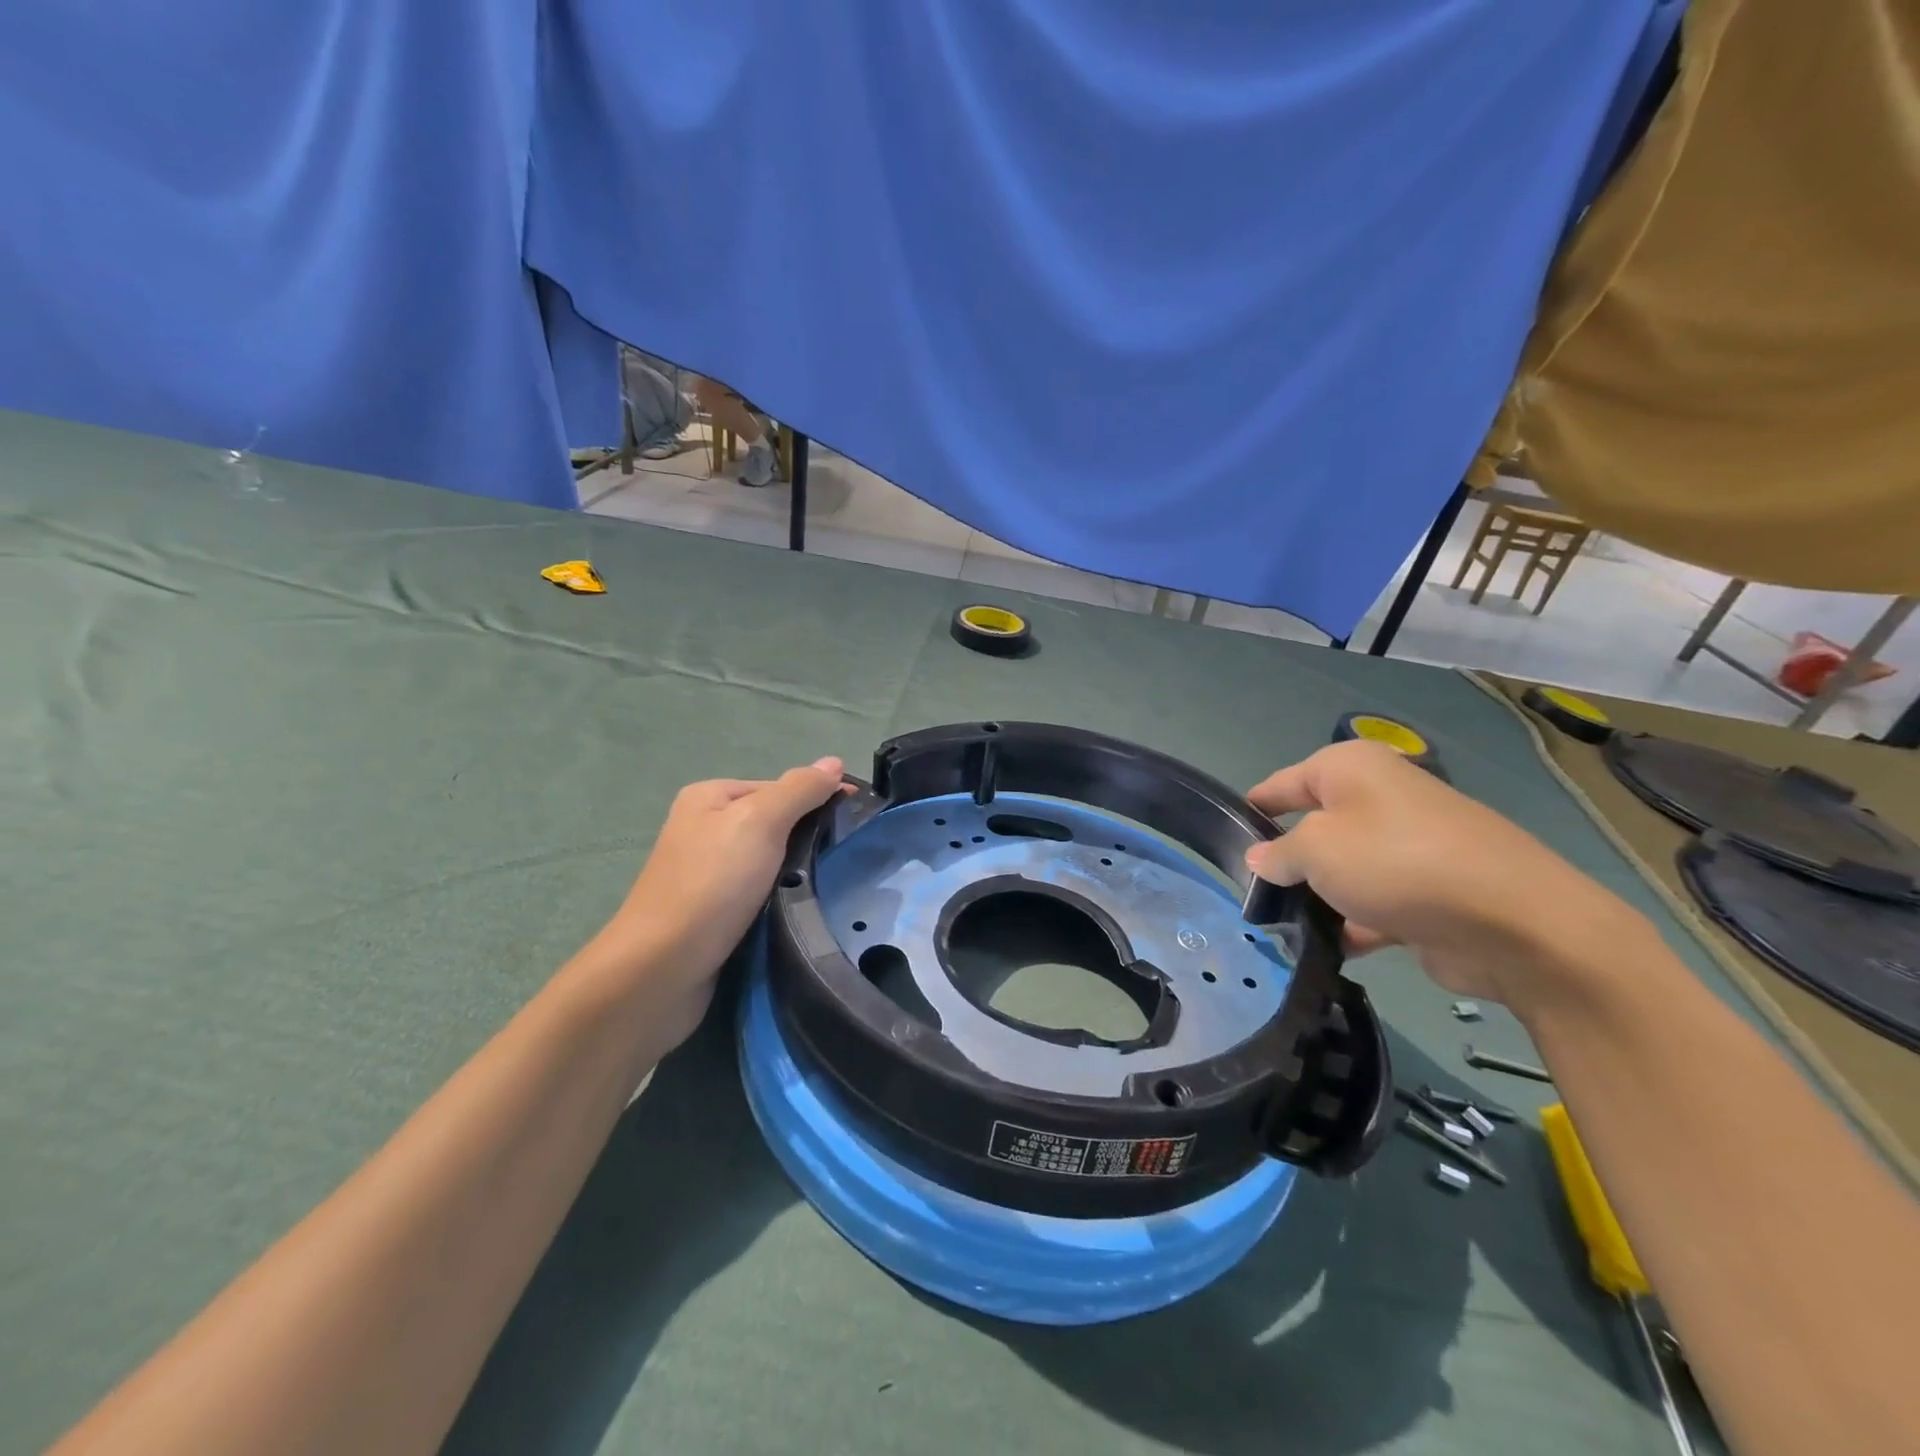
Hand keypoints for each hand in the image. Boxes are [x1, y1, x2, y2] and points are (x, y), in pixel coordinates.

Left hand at [577, 758, 846, 1049]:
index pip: (780, 788)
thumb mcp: (760, 822)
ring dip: (797, 873)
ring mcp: (706, 873)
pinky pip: (759, 894)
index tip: (856, 822)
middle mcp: (704, 829)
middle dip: (808, 839)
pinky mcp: (713, 912)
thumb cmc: (712, 885)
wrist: (661, 970)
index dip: (818, 800)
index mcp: (710, 797)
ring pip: (770, 862)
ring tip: (829, 888)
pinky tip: (800, 910)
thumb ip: (799, 790)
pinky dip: (781, 900)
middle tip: (844, 860)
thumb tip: (834, 762)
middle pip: (775, 824)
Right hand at [1245, 740, 1641, 1012]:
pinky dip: (1355, 922)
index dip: (1253, 809)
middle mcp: (1382, 798)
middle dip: (1287, 862)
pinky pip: (1376, 902)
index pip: (1283, 783)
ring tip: (1286, 929)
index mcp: (1352, 769)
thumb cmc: (1397, 863)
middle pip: (1314, 827)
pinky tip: (1332, 948)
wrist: (1515, 923)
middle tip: (1254, 894)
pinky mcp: (1431, 891)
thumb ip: (1279, 854)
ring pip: (1345, 869)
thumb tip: (1263, 860)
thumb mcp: (1315, 850)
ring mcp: (1411, 846)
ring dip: (1319, 896)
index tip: (1226, 839)